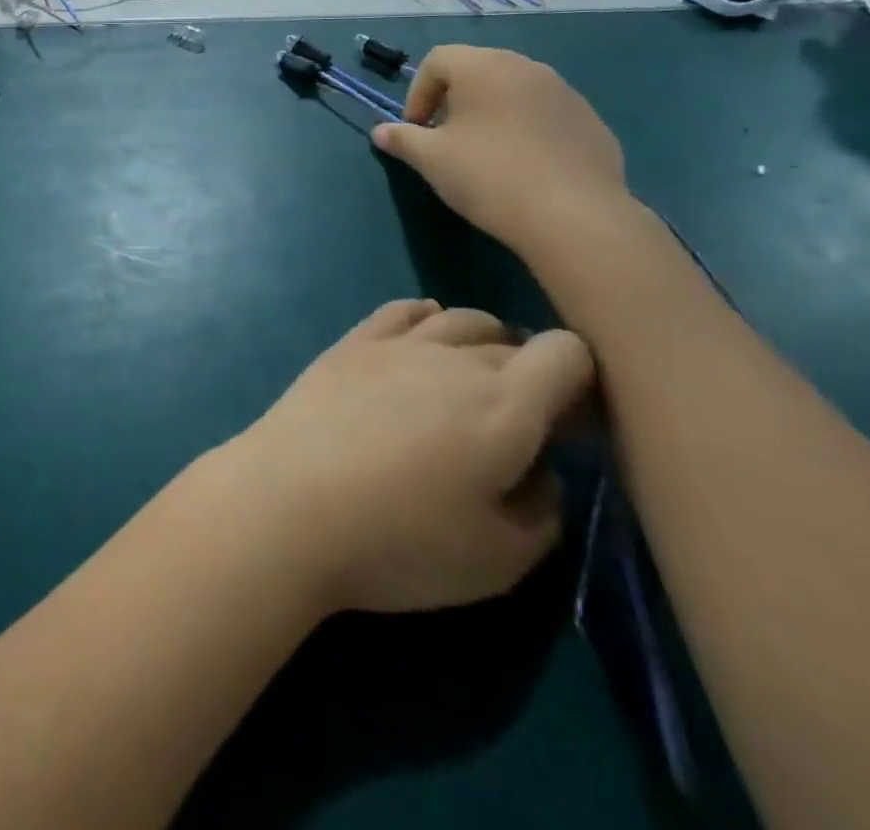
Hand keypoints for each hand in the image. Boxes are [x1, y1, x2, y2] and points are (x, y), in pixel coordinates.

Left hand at [224, 302, 594, 615]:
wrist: (288, 504)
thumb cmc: (399, 541)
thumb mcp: (501, 560)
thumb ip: (543, 508)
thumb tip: (540, 469)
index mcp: (506, 405)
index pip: (568, 354)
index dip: (581, 385)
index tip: (566, 430)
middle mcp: (455, 358)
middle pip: (514, 341)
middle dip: (530, 376)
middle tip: (514, 426)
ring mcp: (397, 343)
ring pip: (461, 319)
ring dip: (481, 344)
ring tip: (468, 387)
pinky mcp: (351, 343)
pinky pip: (402, 309)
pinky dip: (425, 318)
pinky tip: (422, 338)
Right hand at [371, 45, 632, 256]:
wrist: (574, 216)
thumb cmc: (488, 175)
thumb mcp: (430, 159)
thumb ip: (402, 139)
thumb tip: (381, 131)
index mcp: (484, 67)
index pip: (437, 60)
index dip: (417, 93)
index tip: (416, 130)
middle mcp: (526, 67)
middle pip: (477, 71)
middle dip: (453, 101)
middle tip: (446, 140)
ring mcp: (565, 93)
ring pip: (513, 92)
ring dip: (491, 114)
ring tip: (484, 155)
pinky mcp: (591, 122)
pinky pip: (544, 115)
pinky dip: (525, 131)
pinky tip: (524, 168)